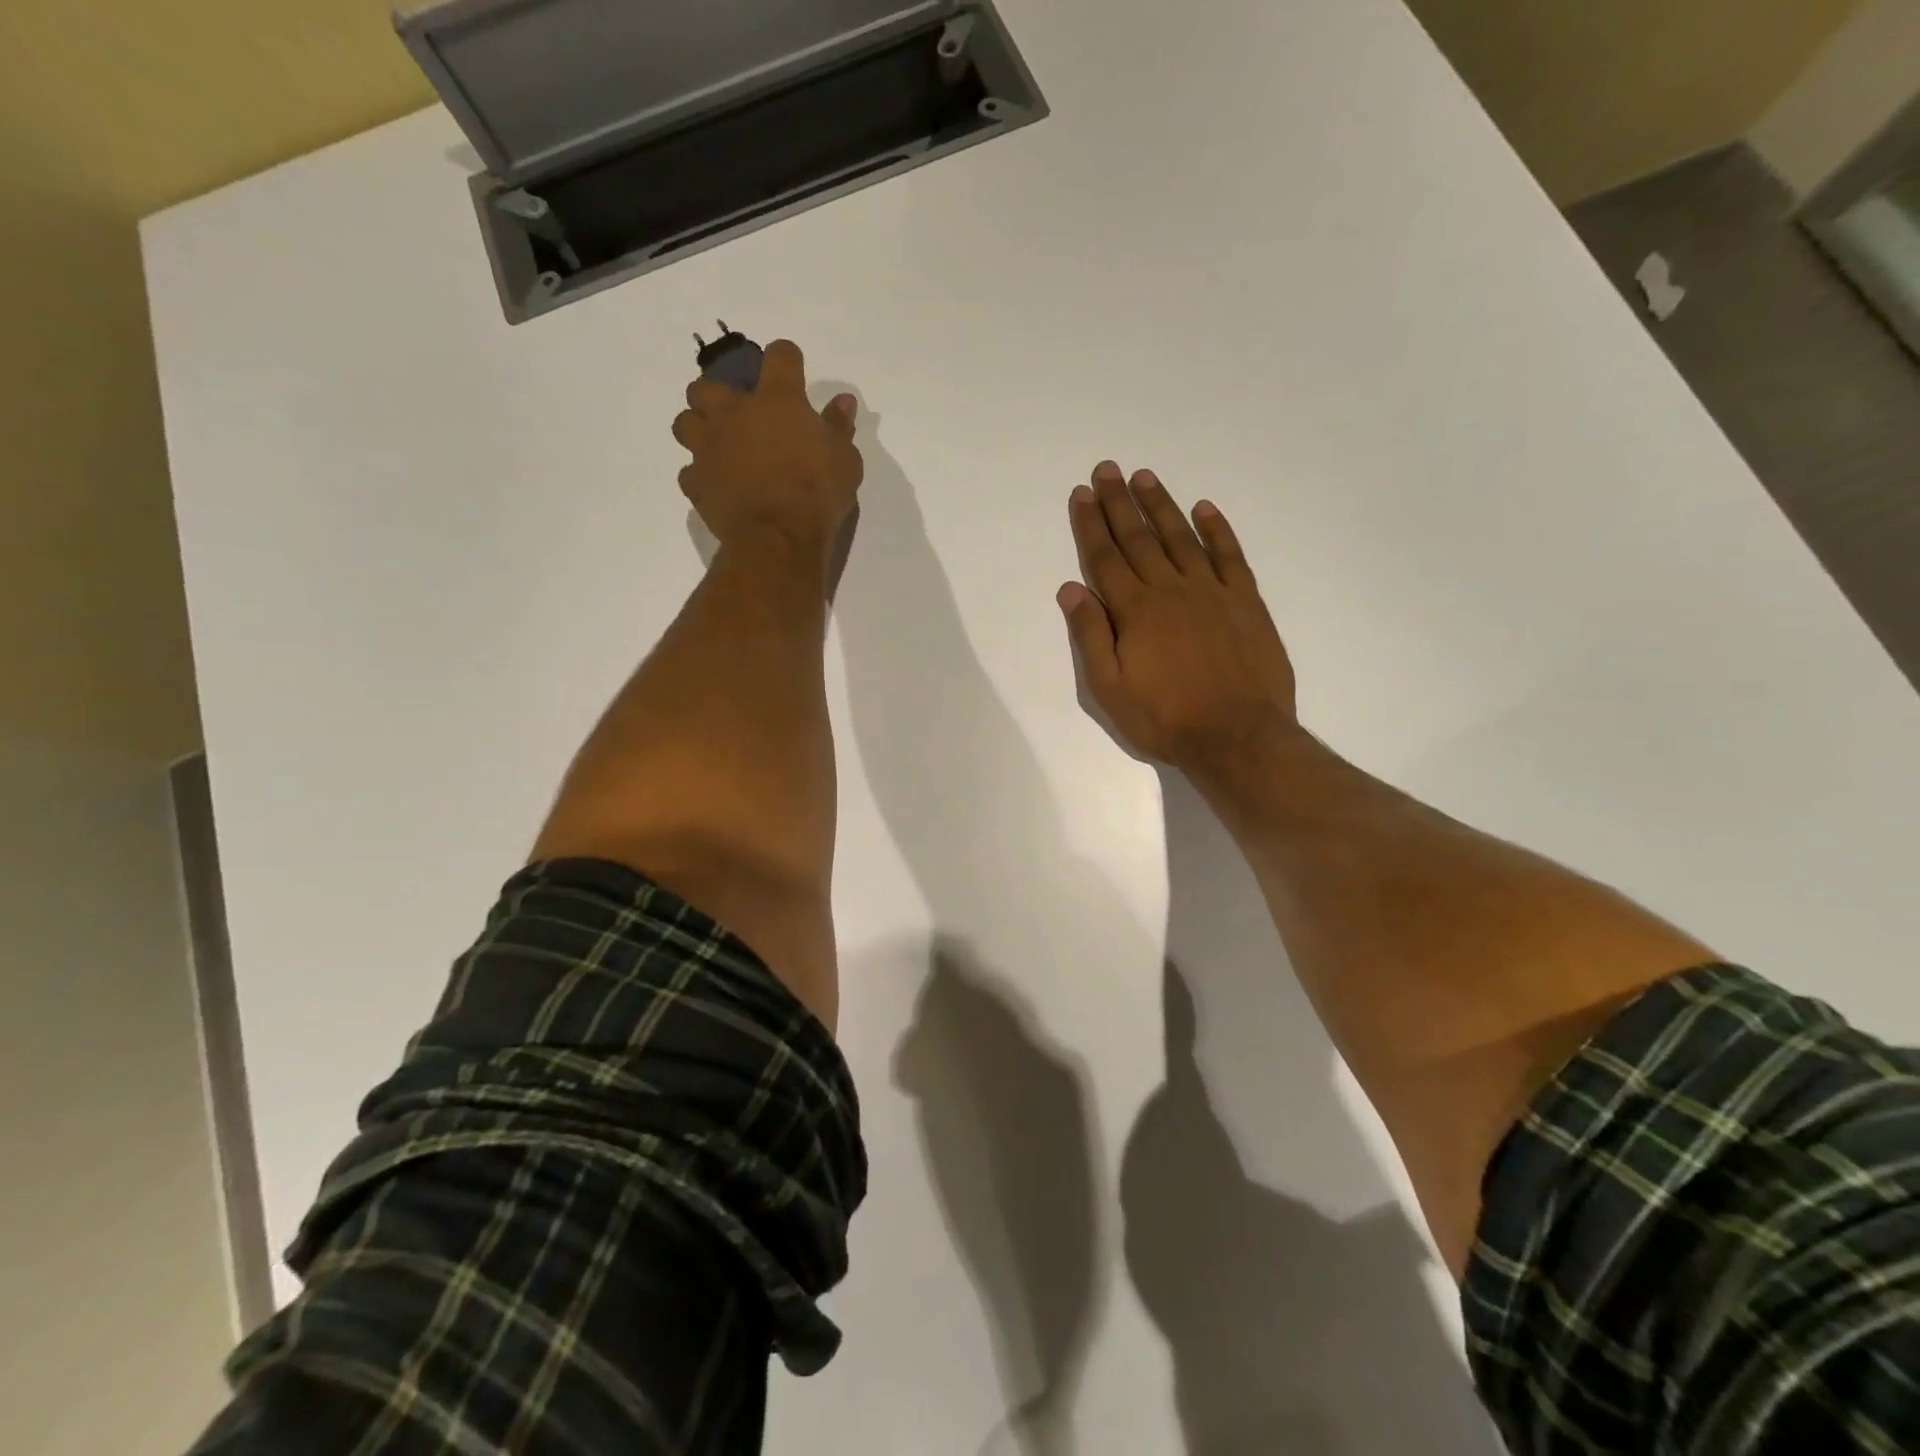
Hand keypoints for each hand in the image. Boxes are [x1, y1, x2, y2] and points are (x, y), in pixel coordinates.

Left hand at [672, 339, 862, 555]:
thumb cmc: (818, 493)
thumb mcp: (845, 460)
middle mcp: (734, 414)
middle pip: (707, 385)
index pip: (780, 357)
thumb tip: (843, 401)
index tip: (792, 368)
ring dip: (698, 429)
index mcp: (777, 401)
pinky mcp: (696, 482)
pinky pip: (689, 473)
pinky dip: (700, 477)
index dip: (786, 359)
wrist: (779, 536)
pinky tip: (716, 486)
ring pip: (685, 422)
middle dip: (718, 395)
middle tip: (737, 415)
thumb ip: (839, 427)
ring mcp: (709, 448)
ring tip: (717, 446)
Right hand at [1059, 462, 1298, 777]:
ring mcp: (1212, 592)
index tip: (1083, 494)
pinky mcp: (1246, 602)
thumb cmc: (1165, 718)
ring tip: (1145, 478)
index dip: (1092, 524)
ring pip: (1181, 538)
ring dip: (1162, 506)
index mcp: (1136, 611)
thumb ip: (1090, 635)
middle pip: (1140, 538)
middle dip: (1120, 503)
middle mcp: (1171, 590)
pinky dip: (1217, 530)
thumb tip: (1071, 588)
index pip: (1106, 558)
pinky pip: (1230, 556)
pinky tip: (1205, 509)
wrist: (1238, 736)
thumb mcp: (1109, 688)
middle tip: (1108, 469)